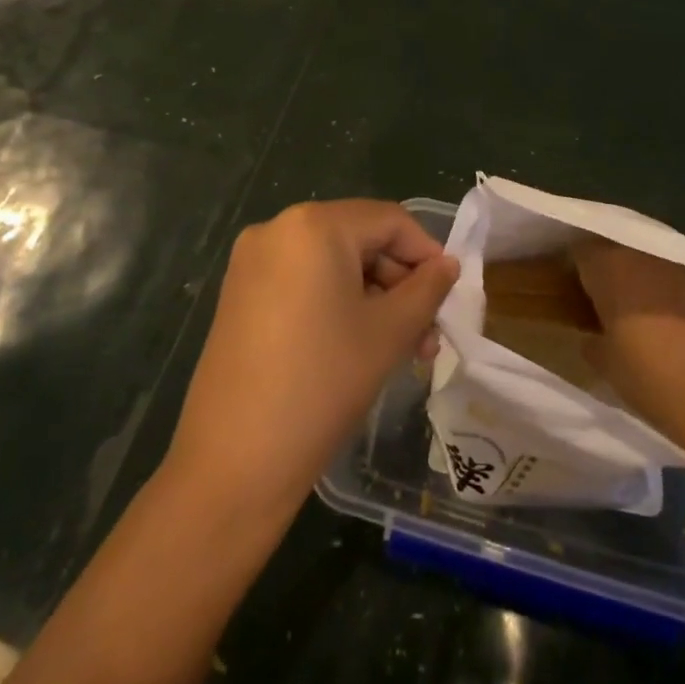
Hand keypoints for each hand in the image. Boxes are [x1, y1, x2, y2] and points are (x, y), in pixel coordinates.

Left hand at [165, 201, 458, 518]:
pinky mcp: (240, 294)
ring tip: (401, 347)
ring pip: (333, 263)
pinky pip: (304, 281)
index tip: (450, 295)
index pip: (390, 220)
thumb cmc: (323, 384)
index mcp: (314, 225)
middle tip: (427, 334)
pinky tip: (358, 345)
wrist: (234, 463)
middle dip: (400, 283)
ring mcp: (252, 262)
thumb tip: (448, 265)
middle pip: (360, 239)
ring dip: (373, 297)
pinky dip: (337, 303)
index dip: (427, 254)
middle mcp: (277, 228)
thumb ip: (428, 289)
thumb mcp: (390, 333)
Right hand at [574, 237, 684, 453]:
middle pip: (619, 249)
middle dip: (613, 270)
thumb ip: (593, 342)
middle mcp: (643, 251)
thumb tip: (592, 338)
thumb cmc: (652, 377)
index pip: (580, 251)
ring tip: (649, 308)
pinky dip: (679, 288)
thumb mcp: (608, 365)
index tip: (577, 293)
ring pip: (654, 259)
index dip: (577, 270)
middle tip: (611, 301)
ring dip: (647, 276)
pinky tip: (683, 315)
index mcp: (608, 265)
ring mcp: (683, 261)